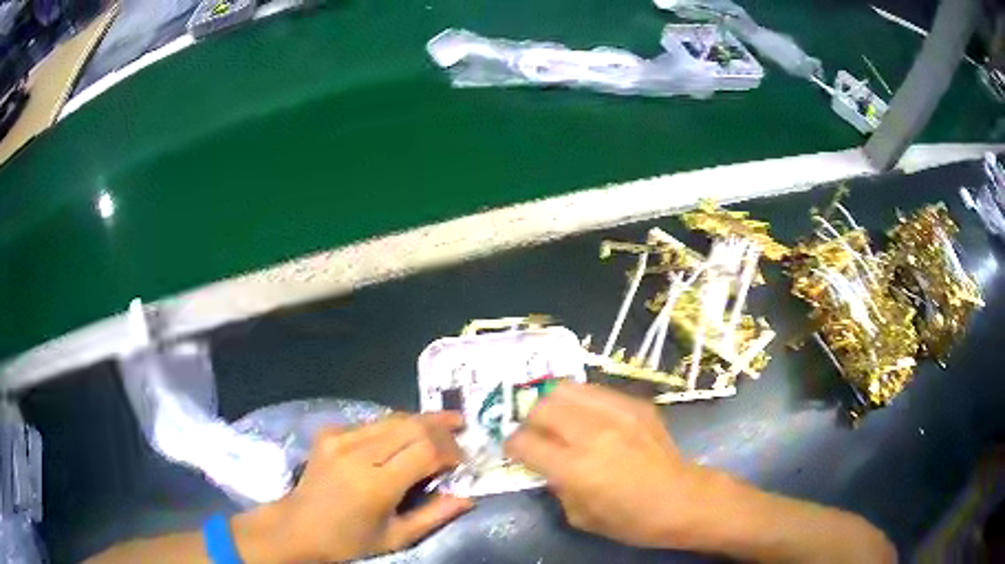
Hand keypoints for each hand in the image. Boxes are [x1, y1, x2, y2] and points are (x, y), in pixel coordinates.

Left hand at [243, 413, 473, 562]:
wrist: (299, 527)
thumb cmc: (350, 541)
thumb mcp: (397, 537)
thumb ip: (435, 515)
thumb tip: (469, 496)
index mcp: (375, 484)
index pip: (425, 449)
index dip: (450, 449)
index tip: (462, 459)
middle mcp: (357, 453)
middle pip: (411, 425)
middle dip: (441, 425)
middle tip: (461, 429)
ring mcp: (339, 438)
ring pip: (392, 417)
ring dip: (420, 420)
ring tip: (443, 423)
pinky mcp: (329, 432)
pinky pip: (372, 422)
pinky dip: (395, 426)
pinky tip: (405, 435)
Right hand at [504, 382, 700, 546]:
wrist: (682, 500)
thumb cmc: (630, 520)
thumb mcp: (580, 516)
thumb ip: (556, 487)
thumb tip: (546, 465)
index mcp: (576, 468)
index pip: (525, 442)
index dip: (512, 446)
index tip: (514, 451)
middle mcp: (592, 434)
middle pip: (542, 407)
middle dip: (530, 421)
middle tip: (536, 435)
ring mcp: (617, 414)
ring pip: (566, 388)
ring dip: (554, 404)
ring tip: (559, 420)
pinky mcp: (636, 405)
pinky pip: (597, 391)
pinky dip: (583, 402)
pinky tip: (590, 419)